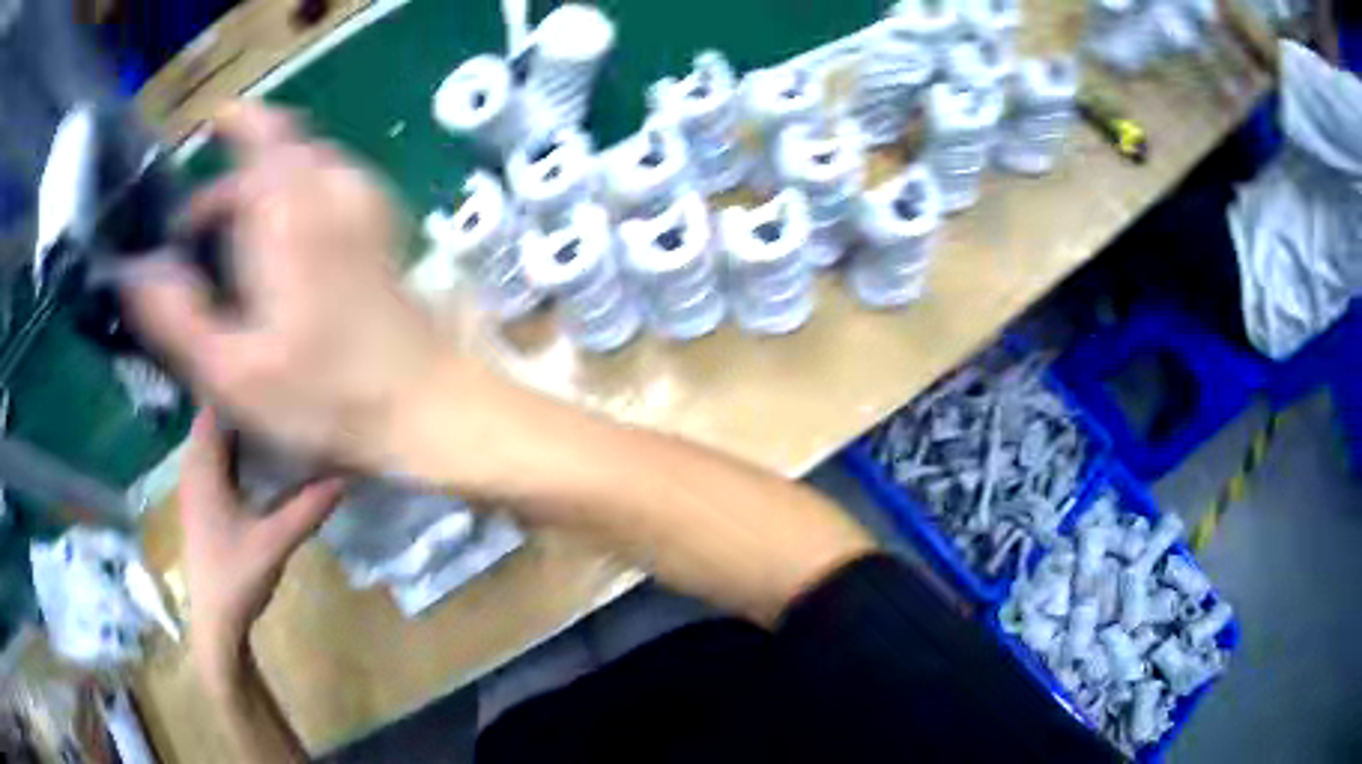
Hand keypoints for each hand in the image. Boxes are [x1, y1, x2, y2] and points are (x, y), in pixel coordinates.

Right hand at [124, 101, 446, 469]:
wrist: (428, 405)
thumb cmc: (327, 396)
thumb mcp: (233, 372)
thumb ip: (177, 319)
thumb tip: (135, 274)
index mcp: (290, 208)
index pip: (262, 134)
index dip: (236, 123)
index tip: (211, 126)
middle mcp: (332, 188)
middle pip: (281, 147)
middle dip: (236, 170)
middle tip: (197, 226)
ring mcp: (366, 204)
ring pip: (308, 165)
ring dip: (266, 183)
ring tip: (230, 235)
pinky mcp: (383, 229)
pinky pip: (331, 186)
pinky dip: (298, 194)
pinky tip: (281, 243)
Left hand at [180, 409, 344, 685]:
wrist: (216, 621)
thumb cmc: (236, 576)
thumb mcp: (275, 542)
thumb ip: (306, 509)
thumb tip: (344, 477)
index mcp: (203, 469)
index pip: (213, 409)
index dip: (237, 389)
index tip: (271, 379)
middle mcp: (193, 470)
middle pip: (213, 422)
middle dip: (241, 408)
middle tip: (278, 400)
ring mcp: (194, 488)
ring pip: (212, 443)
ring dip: (236, 432)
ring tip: (272, 423)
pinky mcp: (200, 505)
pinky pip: (213, 462)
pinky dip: (231, 454)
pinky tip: (256, 463)